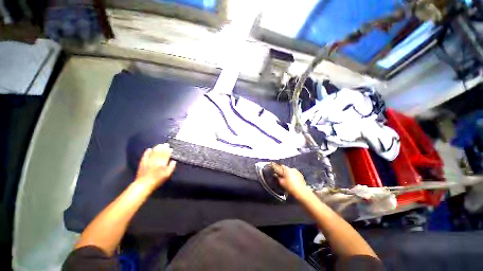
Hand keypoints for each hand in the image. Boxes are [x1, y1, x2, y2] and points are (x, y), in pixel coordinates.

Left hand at [135, 143, 176, 190]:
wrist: (144, 184)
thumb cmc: (158, 180)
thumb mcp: (167, 174)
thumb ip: (171, 167)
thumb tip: (173, 161)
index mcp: (162, 163)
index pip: (166, 154)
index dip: (168, 150)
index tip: (170, 147)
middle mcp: (156, 160)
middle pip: (160, 152)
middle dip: (163, 147)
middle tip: (165, 144)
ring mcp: (148, 160)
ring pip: (153, 152)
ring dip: (156, 148)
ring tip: (159, 145)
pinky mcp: (142, 162)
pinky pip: (145, 155)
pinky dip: (147, 152)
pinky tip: (149, 149)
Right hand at [271, 163, 310, 198]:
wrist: (301, 191)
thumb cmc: (290, 186)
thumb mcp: (281, 182)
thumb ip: (277, 177)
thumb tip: (275, 174)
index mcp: (287, 169)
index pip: (281, 166)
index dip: (279, 169)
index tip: (278, 173)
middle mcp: (292, 169)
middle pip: (287, 169)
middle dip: (284, 172)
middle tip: (283, 178)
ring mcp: (298, 172)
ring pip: (291, 172)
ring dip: (289, 174)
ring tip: (289, 181)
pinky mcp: (301, 176)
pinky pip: (295, 174)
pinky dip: (294, 177)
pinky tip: (294, 182)